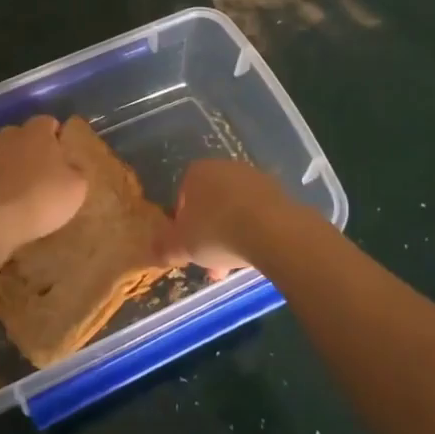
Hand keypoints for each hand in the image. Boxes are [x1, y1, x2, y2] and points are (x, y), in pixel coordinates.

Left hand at [0, 115, 87, 257]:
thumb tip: (70, 166)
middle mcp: (7, 135)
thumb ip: (75, 171)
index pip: (48, 122)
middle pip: (21, 136)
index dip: (56, 137)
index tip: (62, 157)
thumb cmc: (40, 198)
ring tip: (16, 191)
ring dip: (6, 167)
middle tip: (40, 175)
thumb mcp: (76, 188)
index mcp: (36, 132)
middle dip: (29, 150)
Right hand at [156, 159, 292, 277]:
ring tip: (233, 265)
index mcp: (198, 172)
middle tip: (210, 261)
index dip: (182, 223)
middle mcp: (226, 167)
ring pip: (235, 210)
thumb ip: (165, 247)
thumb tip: (155, 249)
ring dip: (231, 235)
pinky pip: (258, 214)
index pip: (183, 195)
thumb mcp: (182, 245)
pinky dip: (253, 231)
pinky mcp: (279, 192)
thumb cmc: (217, 232)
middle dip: (209, 234)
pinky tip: (254, 253)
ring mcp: (255, 178)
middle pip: (211, 204)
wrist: (272, 230)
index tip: (187, 245)